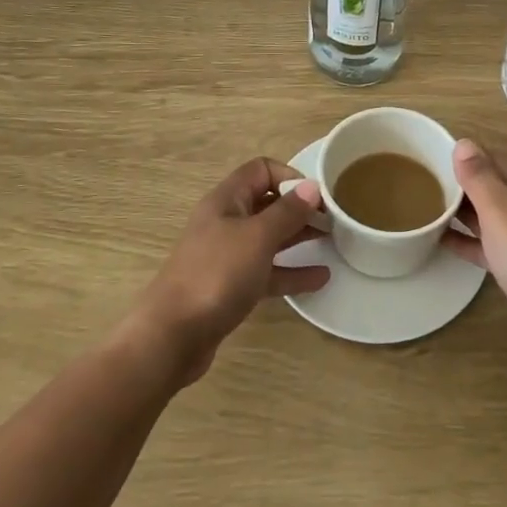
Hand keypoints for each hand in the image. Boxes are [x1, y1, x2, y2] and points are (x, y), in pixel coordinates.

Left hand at [128, 158, 330, 384]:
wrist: (172, 336)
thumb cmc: (216, 275)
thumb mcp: (257, 237)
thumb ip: (287, 212)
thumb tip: (312, 187)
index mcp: (226, 200)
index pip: (261, 170)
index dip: (290, 176)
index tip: (317, 197)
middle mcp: (226, 222)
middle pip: (267, 203)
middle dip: (299, 208)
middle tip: (334, 219)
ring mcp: (227, 256)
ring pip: (269, 238)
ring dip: (298, 237)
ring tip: (333, 241)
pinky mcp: (231, 287)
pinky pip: (267, 271)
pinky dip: (291, 271)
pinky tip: (320, 278)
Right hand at [442, 139, 506, 367]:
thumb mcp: (501, 210)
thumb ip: (480, 177)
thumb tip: (463, 142)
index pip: (489, 158)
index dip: (460, 156)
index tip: (426, 157)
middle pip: (488, 185)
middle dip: (457, 183)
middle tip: (418, 183)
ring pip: (486, 215)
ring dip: (460, 211)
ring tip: (424, 208)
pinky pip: (487, 244)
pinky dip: (467, 240)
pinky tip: (441, 241)